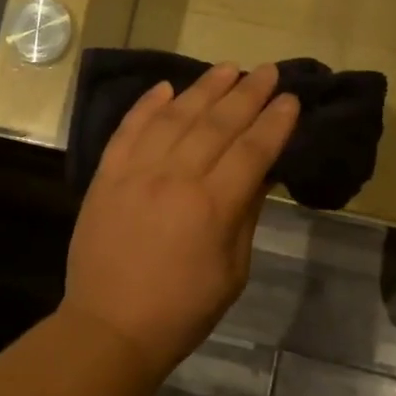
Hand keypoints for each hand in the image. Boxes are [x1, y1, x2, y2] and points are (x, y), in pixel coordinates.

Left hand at [64, 64, 299, 383]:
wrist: (109, 326)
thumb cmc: (181, 310)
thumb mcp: (231, 272)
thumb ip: (245, 216)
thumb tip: (261, 173)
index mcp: (212, 207)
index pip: (251, 151)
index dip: (274, 122)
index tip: (290, 99)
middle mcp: (174, 178)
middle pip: (217, 124)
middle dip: (246, 94)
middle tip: (267, 70)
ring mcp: (135, 172)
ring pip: (174, 117)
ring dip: (203, 89)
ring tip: (226, 69)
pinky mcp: (106, 175)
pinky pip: (128, 129)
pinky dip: (147, 106)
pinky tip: (165, 88)